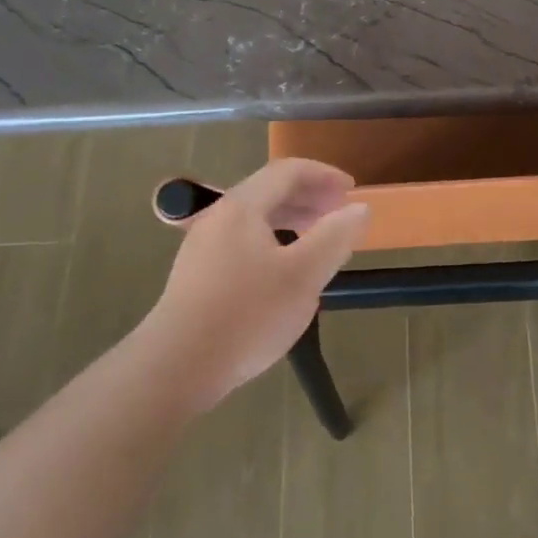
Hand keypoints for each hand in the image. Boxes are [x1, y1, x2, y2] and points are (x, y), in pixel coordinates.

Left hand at [140, 158, 370, 403]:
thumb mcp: (303, 275)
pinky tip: (285, 273)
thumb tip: (359, 208)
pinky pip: (243, 244)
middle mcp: (218, 218)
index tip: (351, 189)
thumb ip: (335, 237)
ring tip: (319, 241)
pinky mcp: (198, 276)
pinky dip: (274, 243)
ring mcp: (203, 247)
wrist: (178, 365)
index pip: (287, 171)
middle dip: (309, 197)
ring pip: (255, 220)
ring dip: (292, 221)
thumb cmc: (247, 315)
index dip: (323, 174)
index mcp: (242, 207)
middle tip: (340, 214)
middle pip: (269, 192)